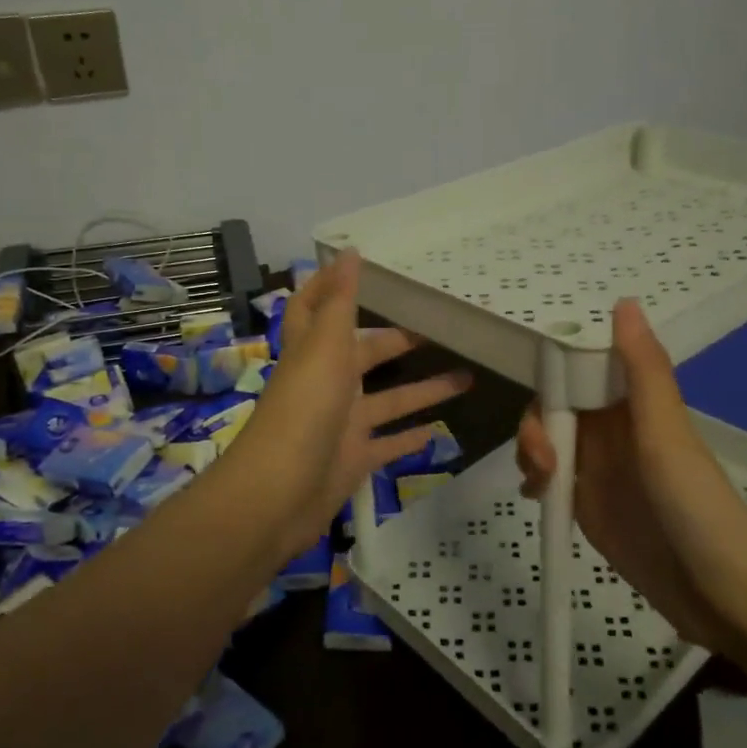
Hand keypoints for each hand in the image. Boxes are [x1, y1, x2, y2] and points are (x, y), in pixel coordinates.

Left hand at [229, 252, 469, 557]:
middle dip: (398, 340)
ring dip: (423, 389)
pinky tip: (439, 431)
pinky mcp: (354, 460)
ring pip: (389, 400)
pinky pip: (388, 445)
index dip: (329, 285)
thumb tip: (348, 251)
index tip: (359, 265)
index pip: (314, 308)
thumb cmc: (303, 411)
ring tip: (468, 377)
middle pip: (366, 354)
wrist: (278, 495)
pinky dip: (410, 438)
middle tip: (441, 328)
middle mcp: (327, 384)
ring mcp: (342, 425)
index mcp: (315, 352)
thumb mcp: (324, 348)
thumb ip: (339, 303)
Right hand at [516, 299, 746, 654]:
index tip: (540, 393)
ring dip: (531, 452)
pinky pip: (547, 478)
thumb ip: (642, 370)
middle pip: (554, 406)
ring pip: (546, 440)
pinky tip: (537, 497)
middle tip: (542, 457)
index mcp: (632, 403)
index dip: (554, 373)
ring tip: (541, 484)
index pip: (579, 369)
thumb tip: (624, 301)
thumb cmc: (694, 503)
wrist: (718, 590)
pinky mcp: (586, 503)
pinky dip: (534, 480)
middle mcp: (612, 429)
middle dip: (536, 423)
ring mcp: (597, 467)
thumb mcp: (664, 431)